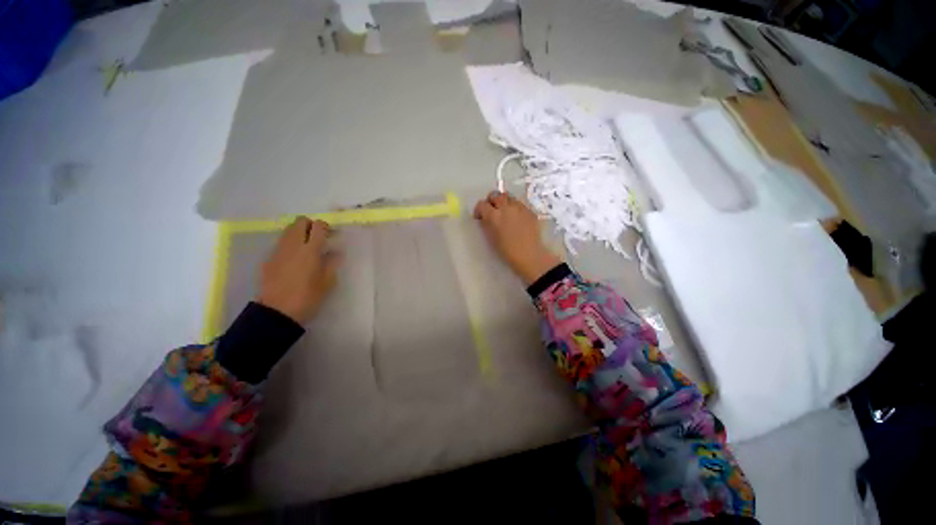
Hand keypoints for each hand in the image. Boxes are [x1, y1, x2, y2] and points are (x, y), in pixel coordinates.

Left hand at [257, 217, 340, 323]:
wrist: (277, 312)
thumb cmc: (307, 297)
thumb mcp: (327, 282)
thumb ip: (332, 263)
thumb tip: (336, 252)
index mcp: (310, 250)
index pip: (318, 226)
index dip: (326, 227)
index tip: (331, 236)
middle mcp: (293, 245)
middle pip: (300, 221)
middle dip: (311, 225)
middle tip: (318, 238)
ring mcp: (279, 250)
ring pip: (288, 229)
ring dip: (299, 232)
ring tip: (307, 247)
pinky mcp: (269, 258)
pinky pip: (281, 242)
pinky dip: (290, 243)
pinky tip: (295, 258)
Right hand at [474, 191, 560, 284]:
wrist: (529, 255)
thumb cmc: (507, 251)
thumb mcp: (491, 238)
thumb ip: (486, 224)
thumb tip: (484, 218)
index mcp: (494, 216)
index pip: (481, 204)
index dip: (479, 210)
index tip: (479, 217)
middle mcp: (506, 207)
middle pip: (495, 194)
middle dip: (491, 201)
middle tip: (492, 211)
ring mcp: (519, 207)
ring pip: (508, 196)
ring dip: (504, 202)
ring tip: (505, 212)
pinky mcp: (530, 210)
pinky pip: (519, 203)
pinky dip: (515, 207)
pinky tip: (516, 218)